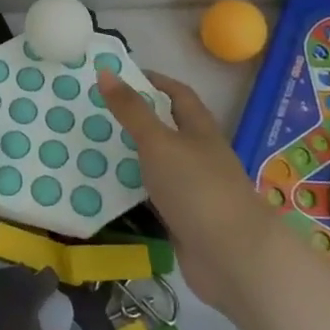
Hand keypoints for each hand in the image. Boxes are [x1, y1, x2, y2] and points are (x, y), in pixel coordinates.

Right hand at [95, 69, 261, 307]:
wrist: (233, 258)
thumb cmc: (197, 189)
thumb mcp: (158, 142)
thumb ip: (131, 110)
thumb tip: (105, 71)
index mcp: (200, 131)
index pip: (179, 95)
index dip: (154, 82)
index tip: (122, 77)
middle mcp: (201, 156)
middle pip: (169, 130)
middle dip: (138, 120)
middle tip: (99, 113)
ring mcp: (195, 191)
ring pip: (160, 165)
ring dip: (134, 157)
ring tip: (96, 148)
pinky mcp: (186, 221)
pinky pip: (155, 198)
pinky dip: (135, 191)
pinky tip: (110, 191)